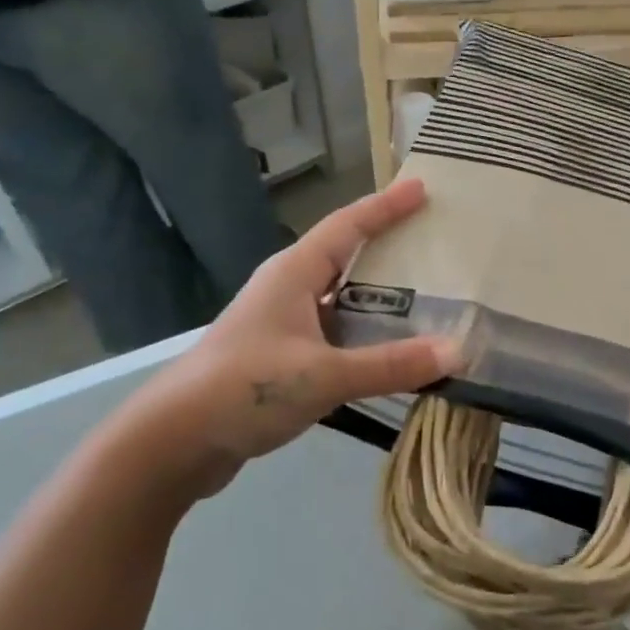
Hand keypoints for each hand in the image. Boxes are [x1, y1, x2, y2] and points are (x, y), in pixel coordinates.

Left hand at [102, 181, 458, 499]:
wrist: (172, 442)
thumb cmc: (244, 389)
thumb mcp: (323, 375)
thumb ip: (391, 364)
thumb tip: (457, 352)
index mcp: (294, 273)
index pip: (347, 226)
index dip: (385, 206)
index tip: (421, 187)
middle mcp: (288, 289)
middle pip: (345, 255)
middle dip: (387, 245)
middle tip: (433, 239)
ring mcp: (282, 324)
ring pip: (341, 297)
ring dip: (379, 296)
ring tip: (427, 295)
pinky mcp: (280, 357)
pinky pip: (335, 332)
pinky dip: (365, 333)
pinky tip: (391, 349)